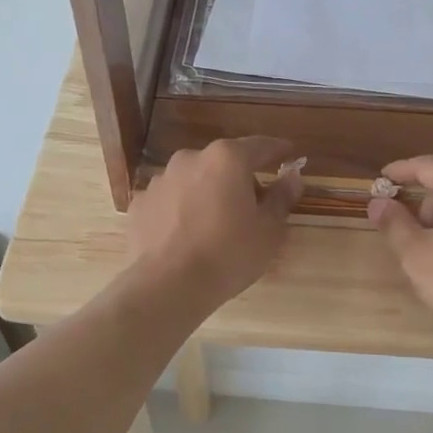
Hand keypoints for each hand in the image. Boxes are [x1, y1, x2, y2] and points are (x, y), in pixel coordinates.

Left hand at [127, 137, 303, 315]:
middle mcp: (190, 159)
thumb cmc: (228, 255)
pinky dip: (181, 210)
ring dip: (208, 193)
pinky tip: (186, 236)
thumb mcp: (268, 231)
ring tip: (215, 225)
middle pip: (224, 162)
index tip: (290, 154)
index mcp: (226, 159)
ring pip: (194, 180)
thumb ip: (281, 198)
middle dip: (240, 178)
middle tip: (253, 206)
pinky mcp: (140, 203)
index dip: (279, 151)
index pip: (261, 146)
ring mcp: (160, 180)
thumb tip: (293, 177)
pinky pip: (170, 200)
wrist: (167, 286)